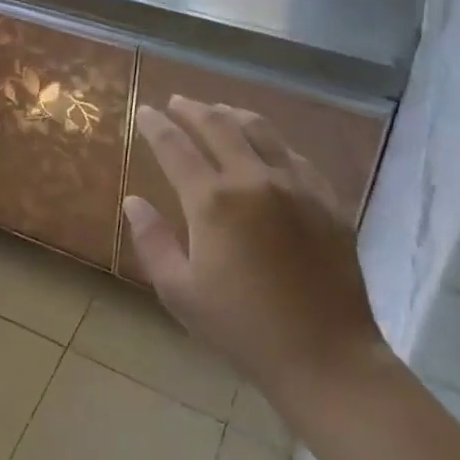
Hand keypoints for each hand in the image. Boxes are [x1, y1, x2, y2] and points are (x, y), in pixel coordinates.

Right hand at [123, 97, 390, 427]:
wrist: (326, 358)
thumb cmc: (242, 328)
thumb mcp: (180, 291)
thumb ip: (152, 240)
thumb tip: (133, 200)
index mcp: (212, 201)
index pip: (174, 146)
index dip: (155, 125)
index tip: (144, 112)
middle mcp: (253, 179)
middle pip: (218, 125)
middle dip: (192, 109)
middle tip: (176, 102)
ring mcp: (296, 186)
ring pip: (260, 130)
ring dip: (232, 114)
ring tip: (217, 110)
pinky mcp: (327, 200)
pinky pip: (295, 154)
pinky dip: (271, 140)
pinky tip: (266, 146)